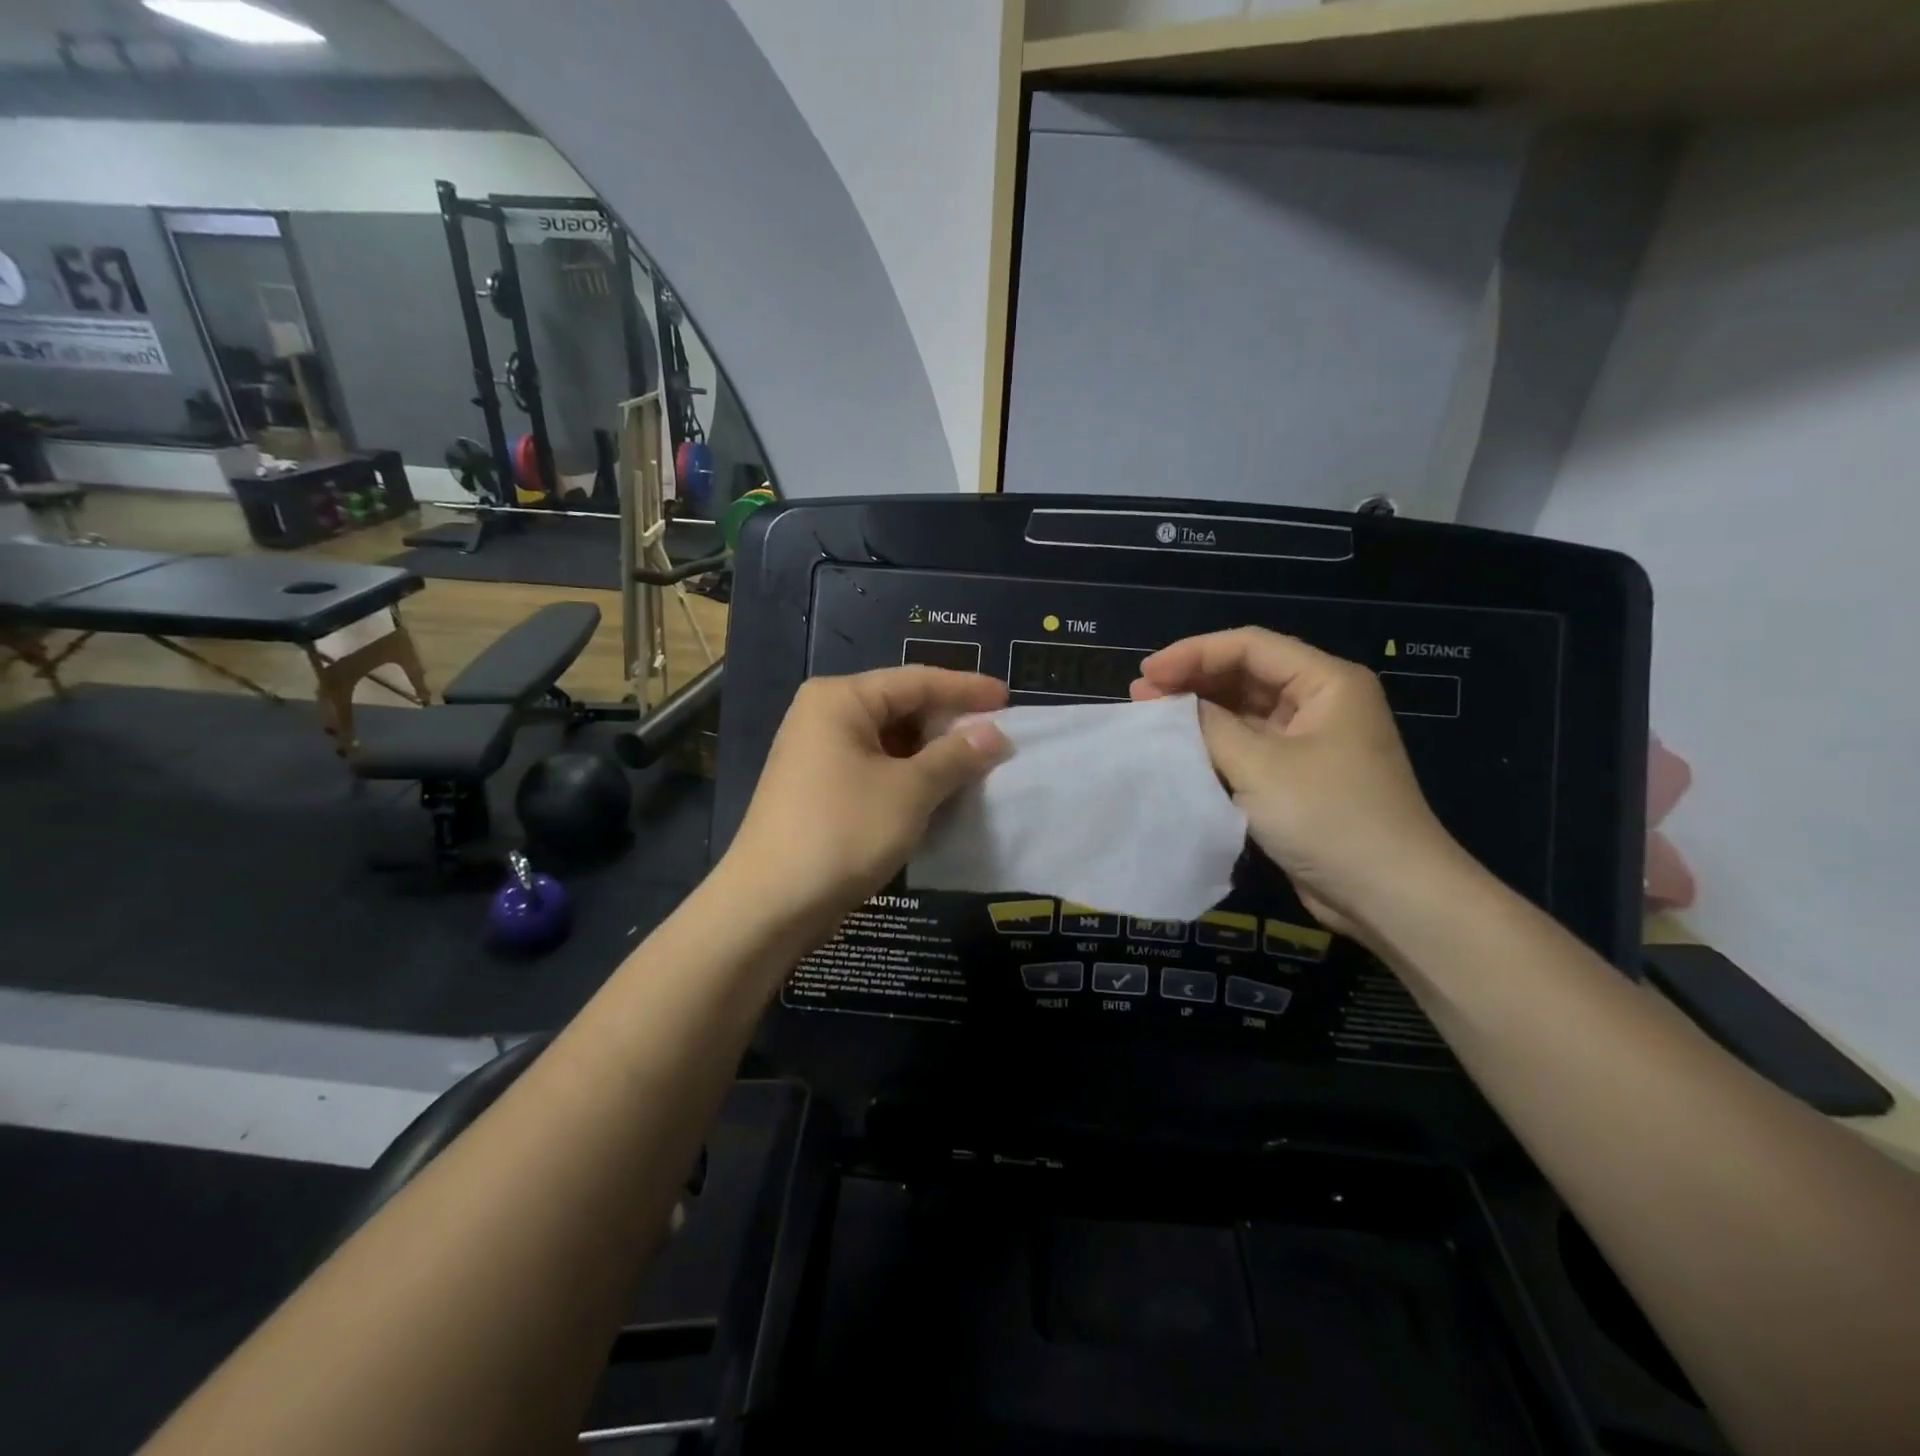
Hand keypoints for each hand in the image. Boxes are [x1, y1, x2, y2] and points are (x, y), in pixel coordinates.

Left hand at [721, 667, 1009, 945]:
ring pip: (890, 743)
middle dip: (949, 725)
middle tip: (996, 739)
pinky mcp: (820, 789)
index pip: (916, 681)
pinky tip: (940, 794)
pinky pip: (876, 770)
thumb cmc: (842, 832)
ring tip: (976, 769)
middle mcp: (825, 717)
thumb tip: (995, 734)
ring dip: (932, 756)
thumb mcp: (910, 791)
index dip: (966, 689)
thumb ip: (956, 756)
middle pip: (901, 708)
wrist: (770, 905)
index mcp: (841, 700)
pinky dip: (909, 779)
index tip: (1008, 699)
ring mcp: (818, 754)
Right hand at [1132, 628, 1466, 940]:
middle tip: (1140, 695)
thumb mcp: (1261, 766)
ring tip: (1151, 716)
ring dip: (1199, 713)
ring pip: (1244, 711)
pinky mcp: (1298, 776)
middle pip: (1246, 675)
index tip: (1146, 673)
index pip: (1250, 647)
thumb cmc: (1329, 817)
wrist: (1388, 895)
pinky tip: (1180, 748)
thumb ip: (1209, 727)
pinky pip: (1249, 746)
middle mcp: (1320, 703)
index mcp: (1326, 683)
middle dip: (1192, 681)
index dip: (1193, 654)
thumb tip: (1170, 706)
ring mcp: (1310, 741)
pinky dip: (1214, 743)